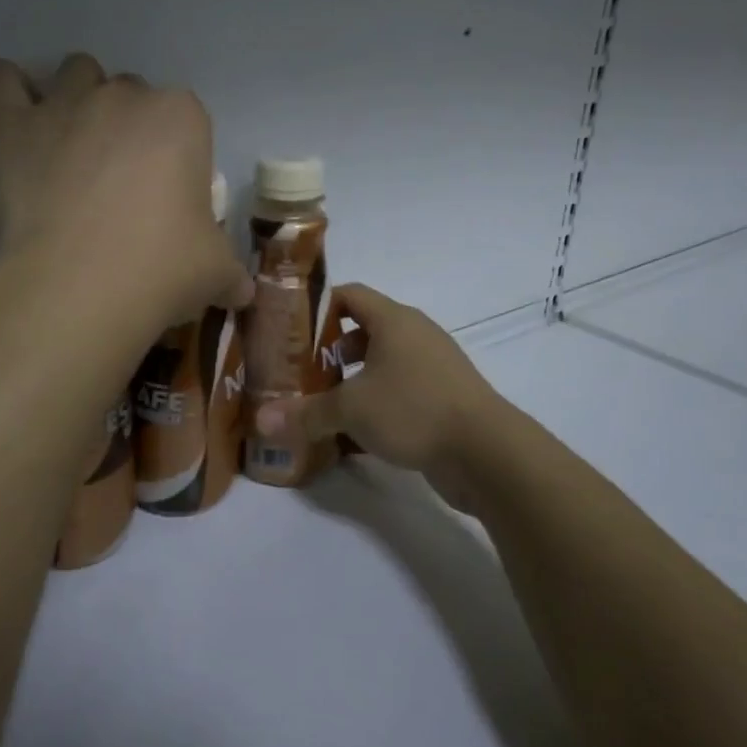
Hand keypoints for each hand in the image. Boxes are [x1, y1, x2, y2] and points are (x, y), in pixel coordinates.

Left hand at [0, 54, 252, 342]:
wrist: (78, 290)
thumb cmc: (161, 271)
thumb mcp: (216, 273)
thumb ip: (230, 272)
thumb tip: (241, 291)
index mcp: (182, 118)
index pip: (187, 119)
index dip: (178, 155)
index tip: (169, 195)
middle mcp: (124, 96)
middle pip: (131, 94)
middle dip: (129, 127)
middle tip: (120, 182)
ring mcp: (64, 104)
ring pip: (76, 74)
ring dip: (78, 101)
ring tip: (73, 151)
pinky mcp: (9, 125)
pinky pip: (0, 80)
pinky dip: (8, 92)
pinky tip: (18, 123)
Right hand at [253, 284, 503, 509]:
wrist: (485, 451)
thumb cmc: (413, 409)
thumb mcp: (351, 409)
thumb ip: (305, 413)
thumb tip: (261, 421)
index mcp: (394, 320)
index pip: (350, 295)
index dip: (319, 306)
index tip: (290, 329)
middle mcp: (415, 334)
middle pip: (364, 329)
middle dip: (330, 349)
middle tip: (299, 372)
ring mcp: (433, 366)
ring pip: (383, 362)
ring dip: (353, 378)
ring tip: (322, 402)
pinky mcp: (443, 396)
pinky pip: (400, 389)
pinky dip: (376, 400)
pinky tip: (355, 430)